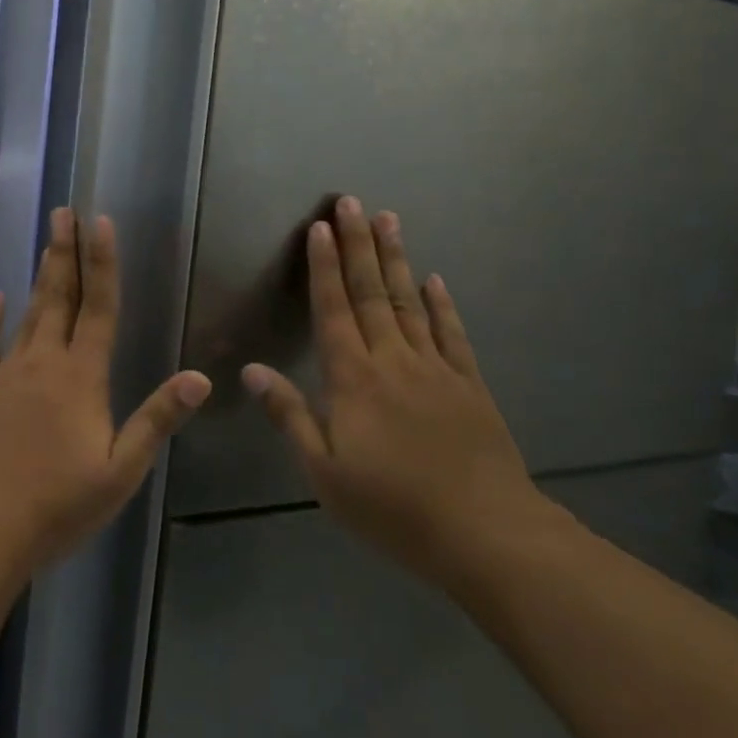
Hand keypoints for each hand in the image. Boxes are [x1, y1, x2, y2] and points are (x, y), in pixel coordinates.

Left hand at [0, 209, 211, 569]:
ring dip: (39, 277)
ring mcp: (2, 374)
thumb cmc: (56, 505)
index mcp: (81, 378)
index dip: (102, 263)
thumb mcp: (120, 471)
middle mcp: (42, 363)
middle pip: (59, 298)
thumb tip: (200, 378)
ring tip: (46, 243)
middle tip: (64, 212)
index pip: (98, 308)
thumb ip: (157, 419)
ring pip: (27, 315)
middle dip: (65, 253)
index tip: (100, 222)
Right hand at [245, 197, 550, 586]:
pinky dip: (441, 304)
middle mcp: (392, 360)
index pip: (333, 310)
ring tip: (389, 220)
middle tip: (352, 202)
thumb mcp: (325, 473)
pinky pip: (451, 334)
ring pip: (409, 302)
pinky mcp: (469, 385)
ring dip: (396, 260)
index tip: (320, 228)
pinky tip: (434, 279)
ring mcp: (435, 369)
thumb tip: (251, 371)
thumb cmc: (392, 508)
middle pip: (370, 293)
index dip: (324, 267)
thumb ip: (290, 416)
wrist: (486, 535)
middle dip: (358, 245)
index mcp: (353, 379)